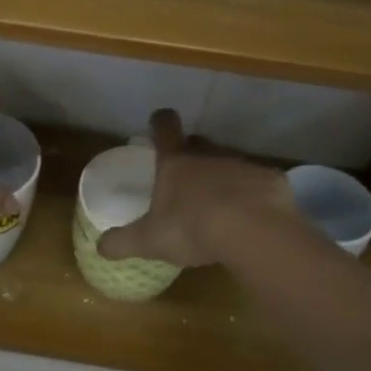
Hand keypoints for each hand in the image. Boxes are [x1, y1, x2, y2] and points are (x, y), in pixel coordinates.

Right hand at [96, 109, 296, 267]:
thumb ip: (123, 242)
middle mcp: (208, 154)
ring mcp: (242, 164)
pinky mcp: (271, 179)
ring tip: (221, 206)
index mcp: (175, 162)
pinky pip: (258, 182)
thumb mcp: (149, 240)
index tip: (158, 125)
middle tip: (187, 179)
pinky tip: (252, 218)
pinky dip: (253, 195)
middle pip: (198, 143)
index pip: (164, 127)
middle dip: (192, 154)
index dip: (160, 123)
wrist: (253, 231)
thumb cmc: (191, 228)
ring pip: (229, 162)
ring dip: (224, 177)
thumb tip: (99, 247)